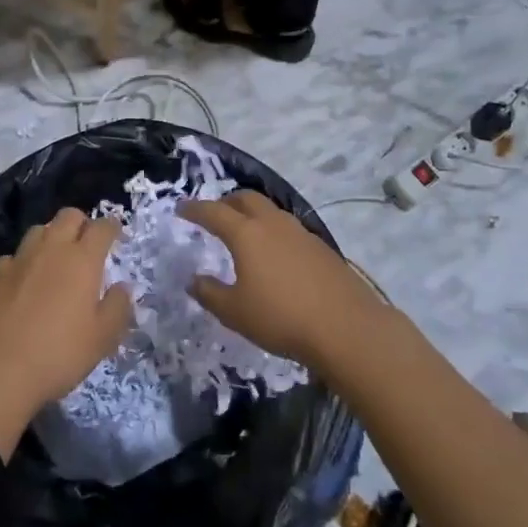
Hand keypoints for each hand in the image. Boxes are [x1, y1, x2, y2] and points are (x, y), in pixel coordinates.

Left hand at [0, 209, 132, 457]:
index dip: (112, 227)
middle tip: (87, 246)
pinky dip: (24, 262)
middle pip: (69, 216)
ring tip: (55, 261)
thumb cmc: (58, 354)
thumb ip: (118, 307)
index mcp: (83, 260)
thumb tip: (122, 286)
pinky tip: (24, 282)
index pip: (102, 227)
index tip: (116, 236)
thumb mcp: (102, 338)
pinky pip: (14, 256)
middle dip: (82, 224)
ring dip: (51, 238)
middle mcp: (51, 249)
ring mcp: (19, 259)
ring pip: (39, 230)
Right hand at [181, 191, 388, 370]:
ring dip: (253, 213)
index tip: (181, 208)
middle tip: (215, 214)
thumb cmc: (281, 318)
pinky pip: (288, 228)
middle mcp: (273, 224)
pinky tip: (275, 253)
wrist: (346, 327)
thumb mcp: (235, 312)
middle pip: (246, 199)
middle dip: (226, 202)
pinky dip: (273, 231)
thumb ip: (209, 293)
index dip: (195, 209)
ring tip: (245, 231)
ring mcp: (300, 233)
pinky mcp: (321, 247)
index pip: (214, 212)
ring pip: (270, 210)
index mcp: (246, 234)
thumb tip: (194, 280)